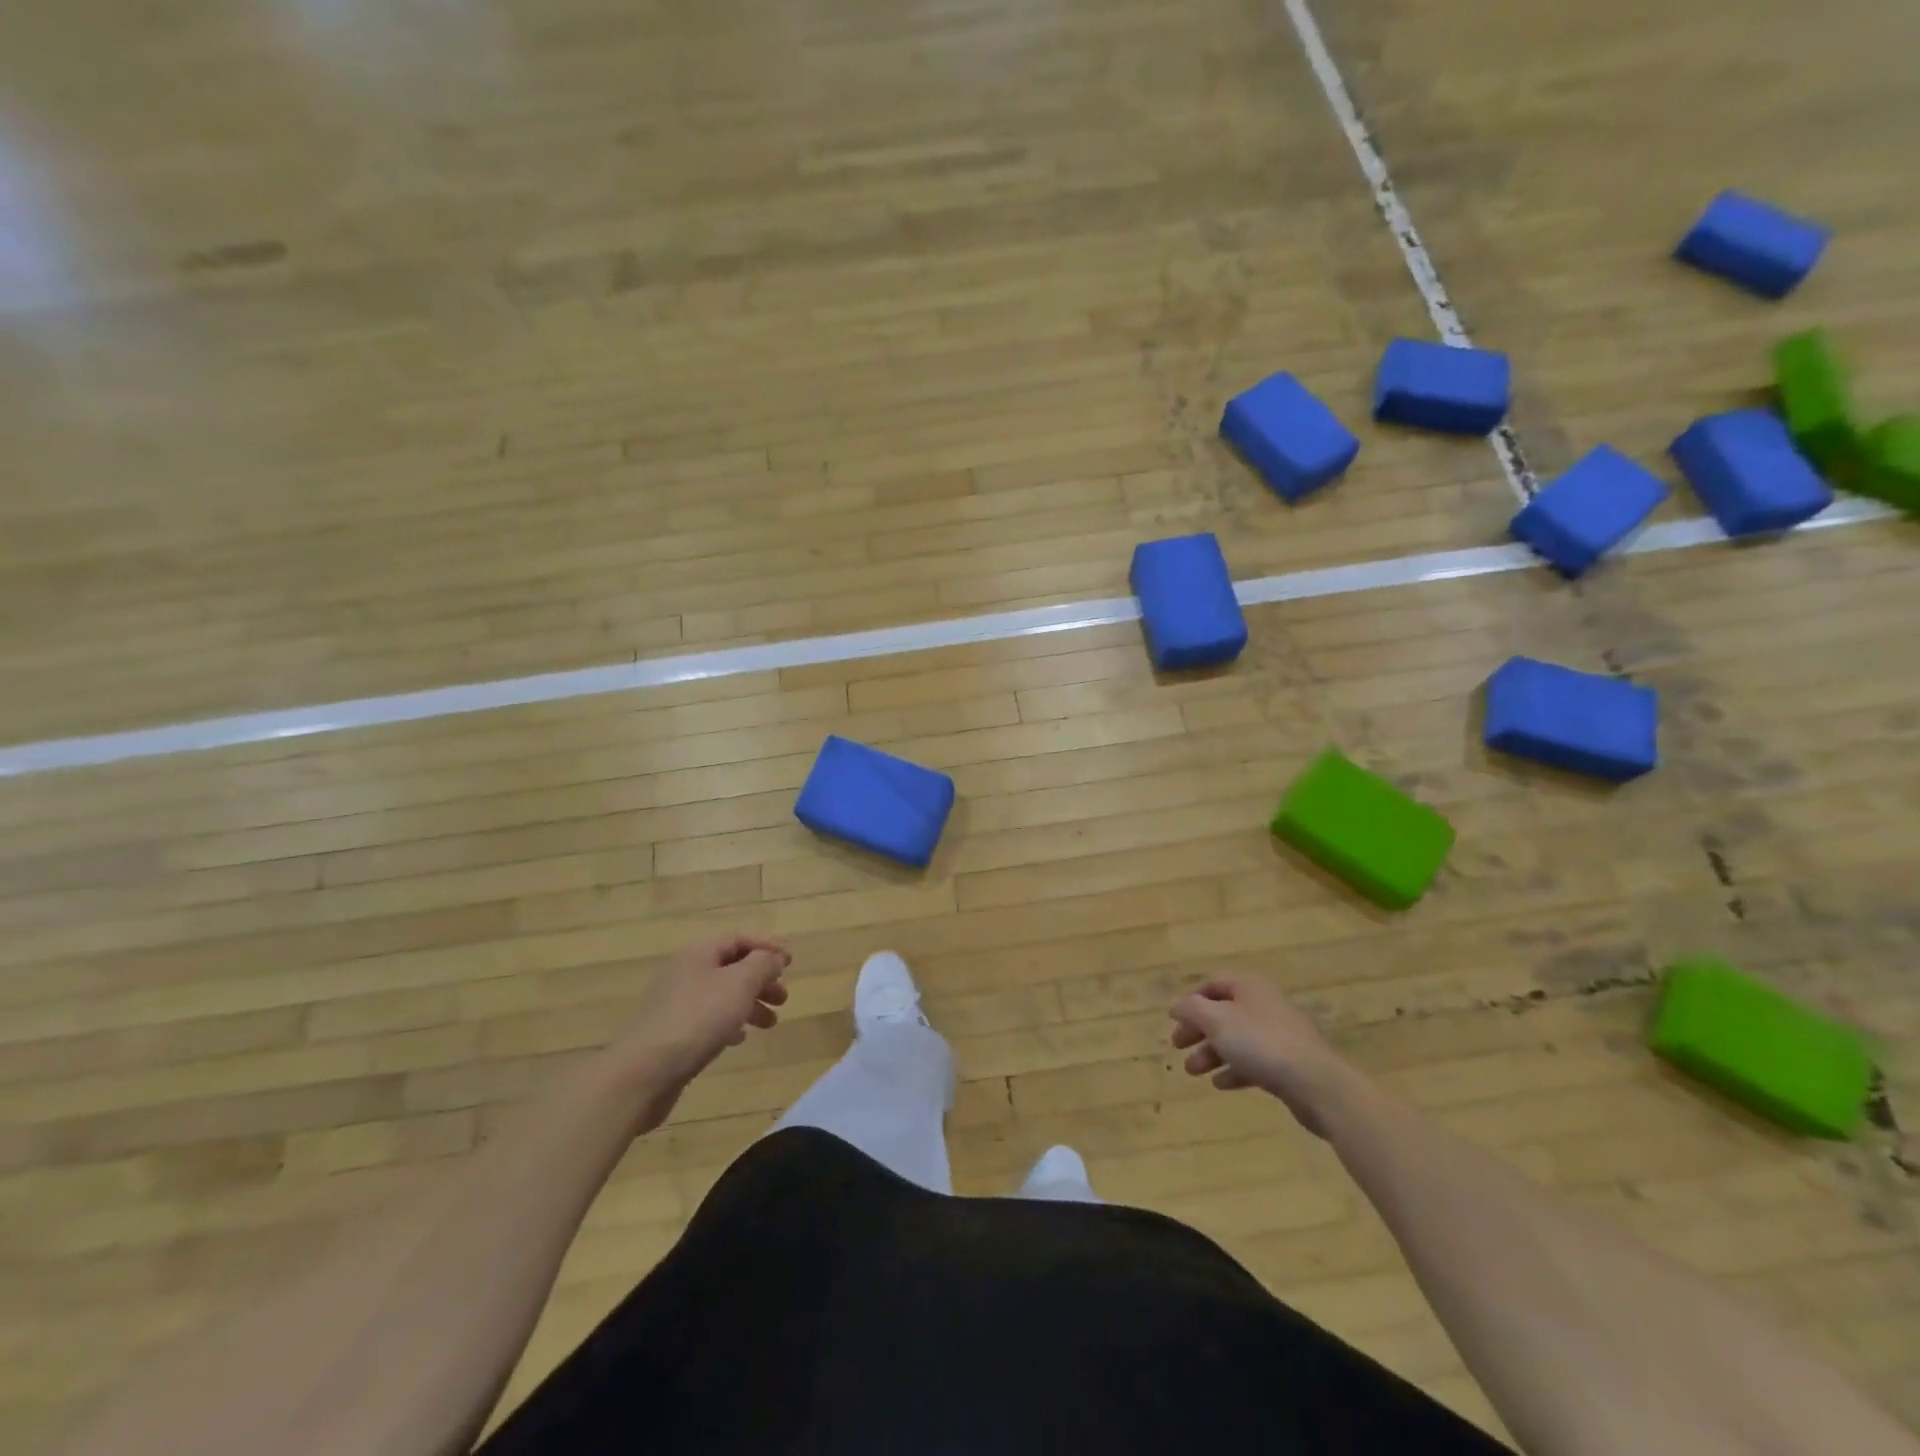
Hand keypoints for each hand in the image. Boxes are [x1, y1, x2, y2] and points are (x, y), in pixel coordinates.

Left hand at [615, 935, 790, 1132]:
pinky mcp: (671, 1033)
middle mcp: (685, 972)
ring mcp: (675, 1004)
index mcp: (698, 953)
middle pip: (731, 967)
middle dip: (761, 980)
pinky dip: (729, 1024)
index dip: (767, 948)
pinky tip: (739, 1039)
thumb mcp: (739, 985)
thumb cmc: (696, 1020)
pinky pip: (707, 1019)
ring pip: (721, 995)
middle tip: (783, 998)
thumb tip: (773, 958)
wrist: (641, 1074)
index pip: (739, 939)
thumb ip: (762, 965)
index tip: (790, 965)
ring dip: (749, 1004)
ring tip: (770, 1023)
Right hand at [1168, 976, 1357, 1136]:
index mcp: (1249, 987)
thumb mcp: (1216, 1020)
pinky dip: (1234, 1070)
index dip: (1191, 1000)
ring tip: (1193, 1072)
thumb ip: (1191, 1009)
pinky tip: (1220, 1084)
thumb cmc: (1260, 1043)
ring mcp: (1279, 1035)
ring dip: (1211, 1053)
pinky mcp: (1288, 1063)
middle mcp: (1264, 1005)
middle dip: (1198, 1030)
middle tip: (1178, 1047)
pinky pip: (1254, 1061)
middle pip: (1223, 1013)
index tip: (1174, 1020)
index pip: (1213, 984)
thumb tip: (1176, 1005)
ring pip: (1237, 1039)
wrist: (1316, 1084)